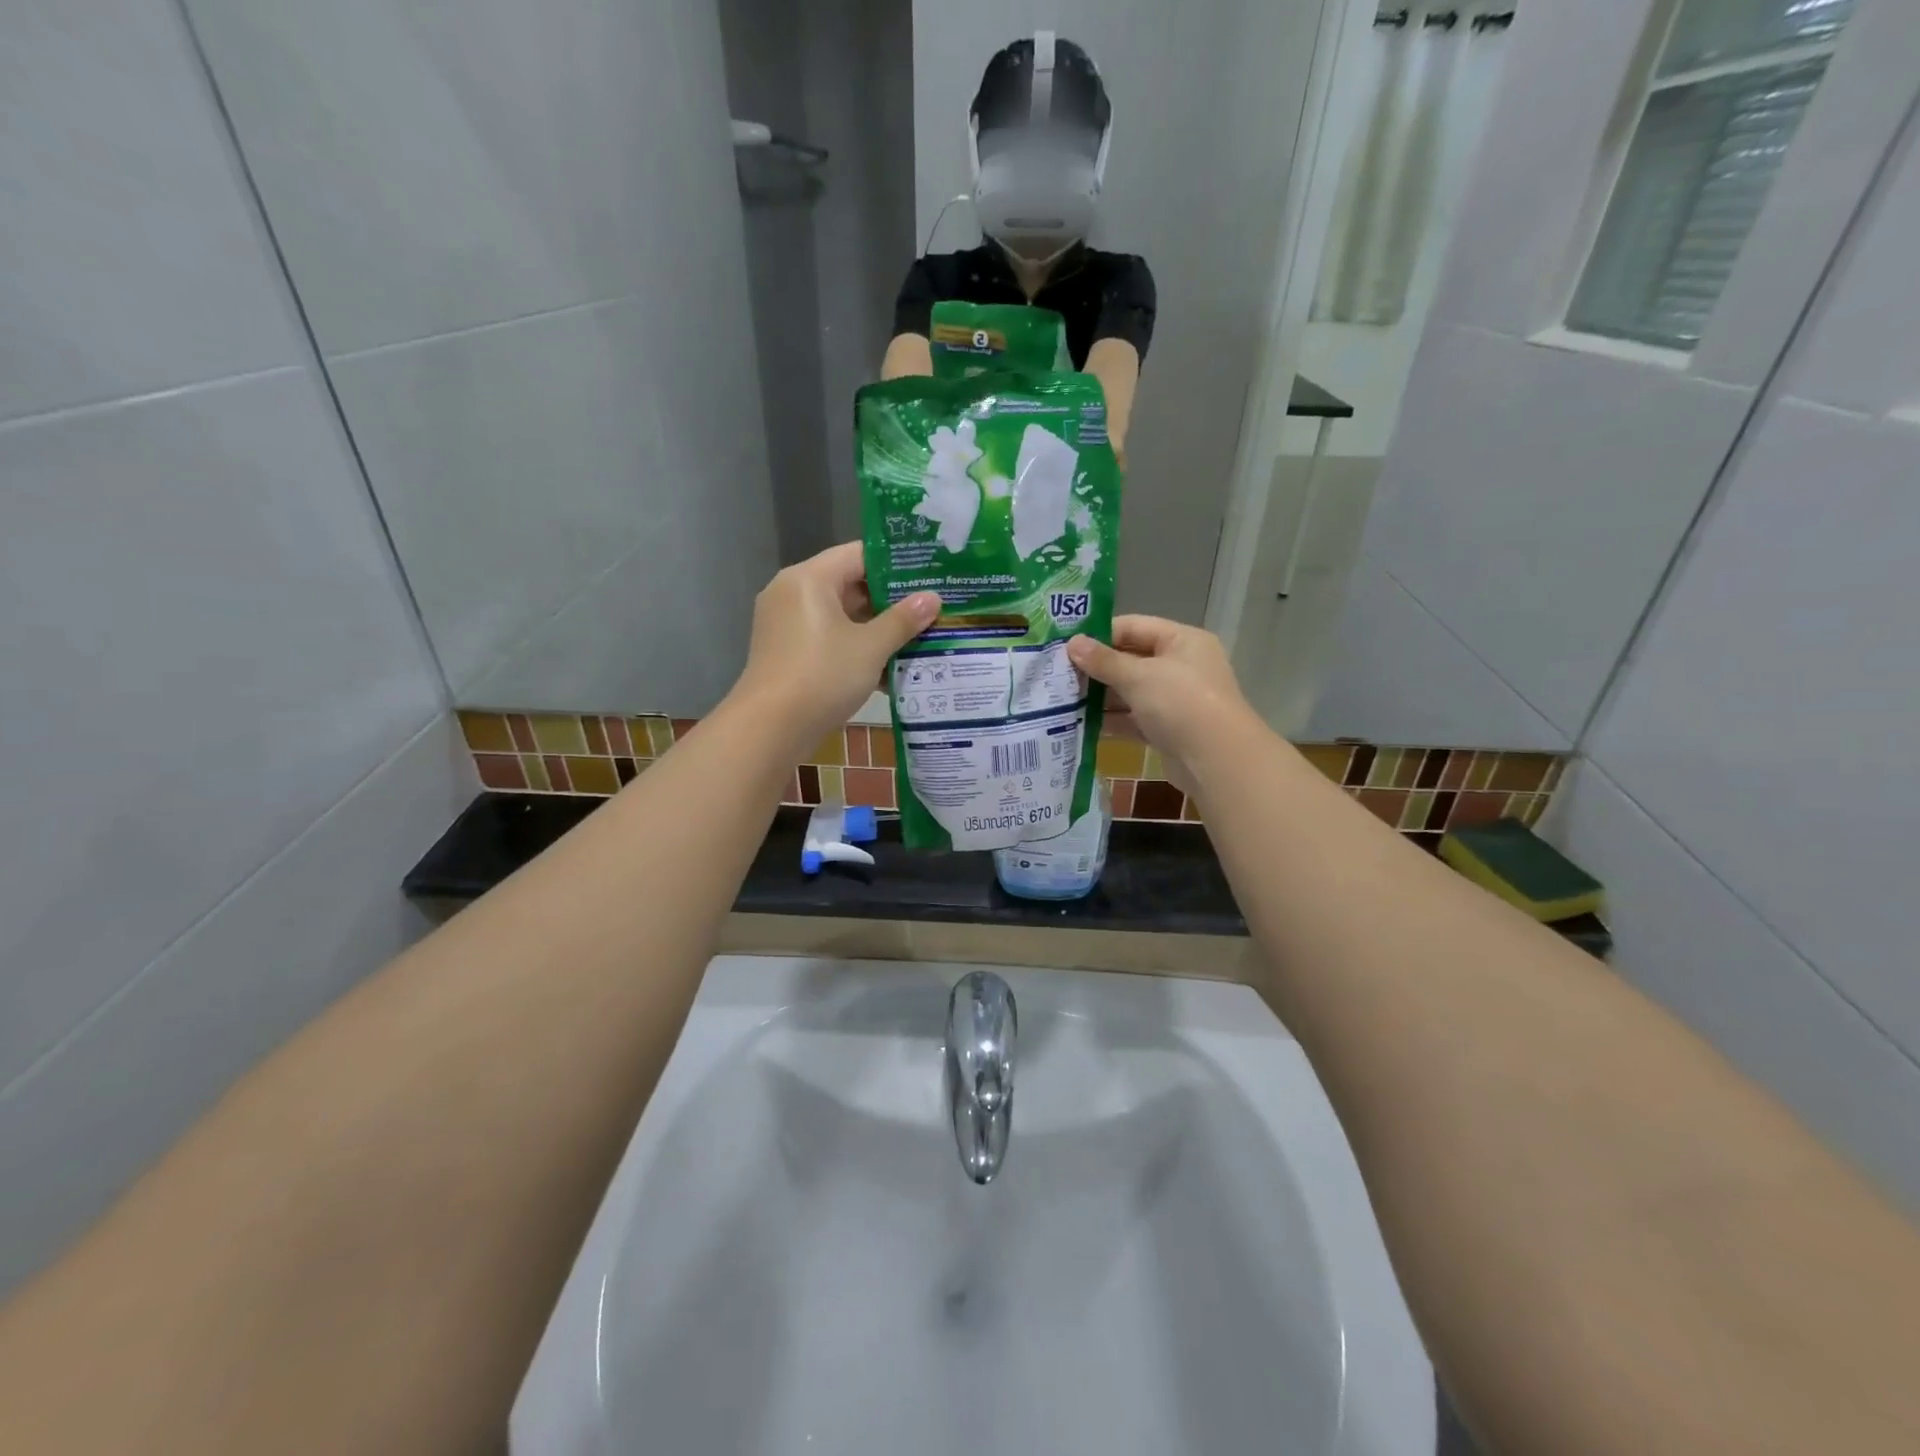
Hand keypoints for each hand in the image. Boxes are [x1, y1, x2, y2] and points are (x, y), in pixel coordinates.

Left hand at [732, 543, 939, 751]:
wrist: (770, 729)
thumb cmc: (822, 676)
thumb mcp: (870, 647)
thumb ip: (903, 620)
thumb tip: (933, 598)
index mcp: (810, 578)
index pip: (859, 554)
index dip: (896, 564)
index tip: (929, 574)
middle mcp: (793, 593)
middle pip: (849, 585)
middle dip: (890, 600)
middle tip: (931, 608)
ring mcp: (787, 624)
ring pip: (840, 616)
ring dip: (876, 628)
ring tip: (919, 637)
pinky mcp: (788, 652)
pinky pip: (828, 639)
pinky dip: (855, 648)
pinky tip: (890, 668)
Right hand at [1068, 616, 1257, 796]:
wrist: (1216, 760)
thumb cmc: (1180, 703)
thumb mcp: (1138, 676)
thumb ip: (1103, 661)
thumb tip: (1072, 643)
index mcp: (1182, 640)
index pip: (1134, 627)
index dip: (1100, 634)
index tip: (1066, 645)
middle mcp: (1181, 666)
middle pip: (1131, 659)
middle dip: (1097, 668)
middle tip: (1058, 674)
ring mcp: (1175, 700)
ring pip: (1131, 692)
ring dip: (1101, 697)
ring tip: (1063, 699)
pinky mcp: (1168, 729)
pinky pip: (1134, 719)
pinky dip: (1112, 721)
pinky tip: (1082, 724)